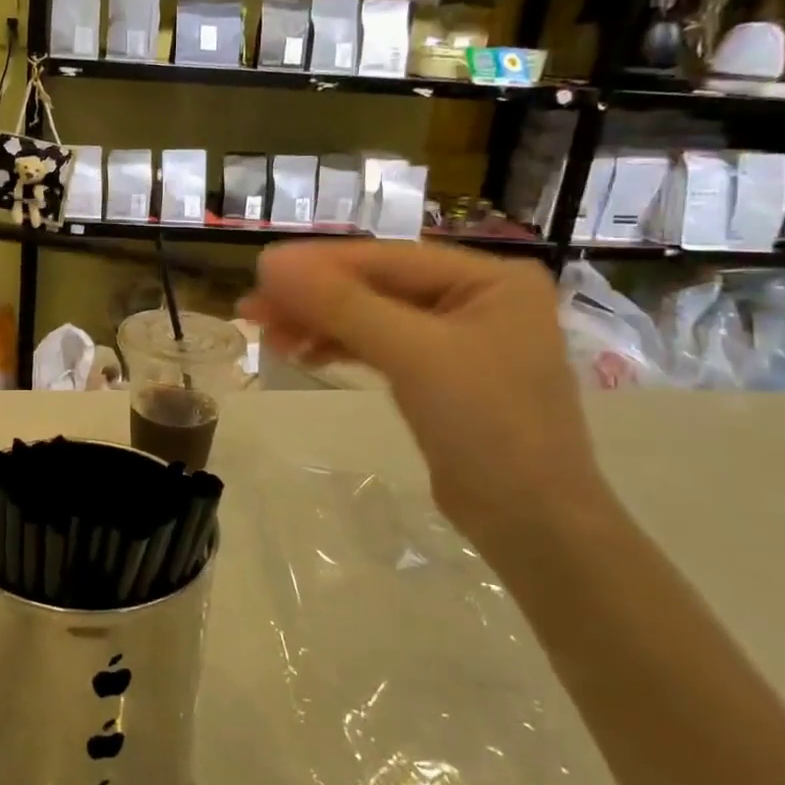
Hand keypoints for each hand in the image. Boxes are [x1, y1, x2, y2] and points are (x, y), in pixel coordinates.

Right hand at [241, 240, 610, 541]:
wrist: (532, 526)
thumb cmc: (486, 426)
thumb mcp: (412, 354)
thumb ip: (341, 304)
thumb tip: (270, 261)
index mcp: (489, 278)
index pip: (387, 259)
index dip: (320, 264)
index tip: (259, 270)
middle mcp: (477, 298)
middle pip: (377, 286)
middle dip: (314, 298)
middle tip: (251, 309)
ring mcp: (460, 338)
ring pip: (373, 317)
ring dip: (320, 324)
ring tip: (267, 336)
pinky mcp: (442, 376)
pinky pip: (381, 347)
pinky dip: (341, 348)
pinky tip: (303, 353)